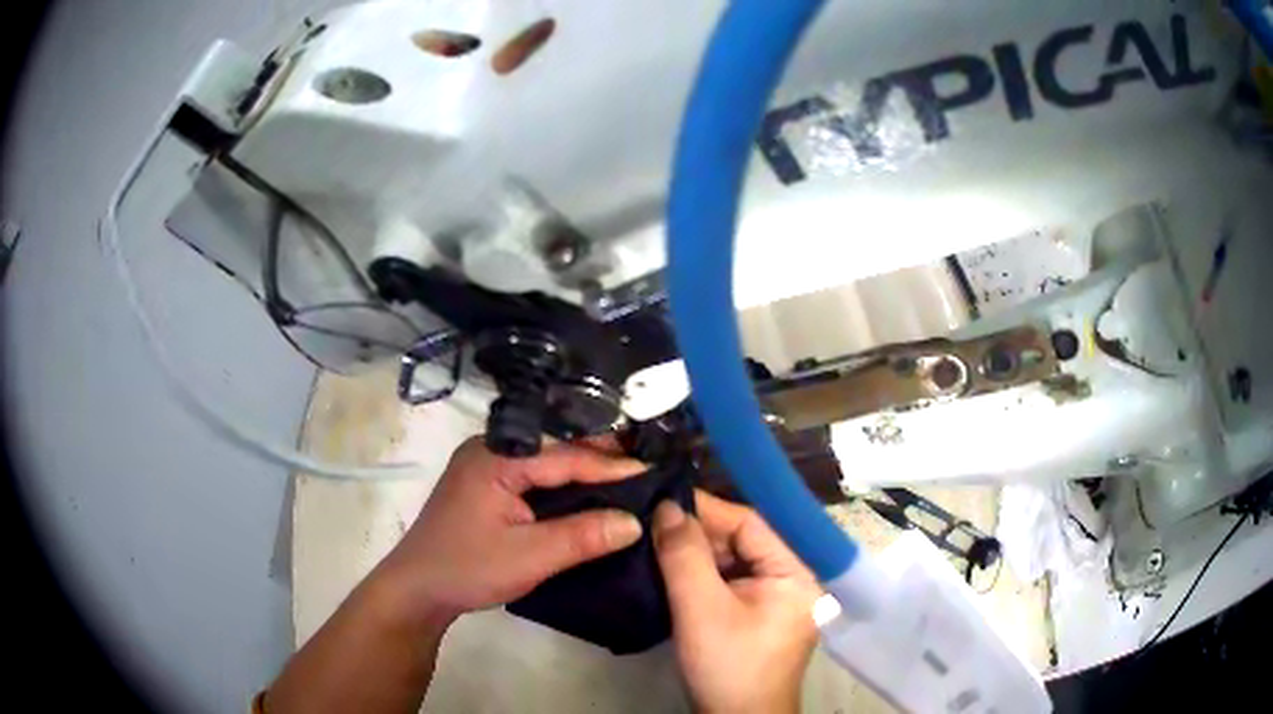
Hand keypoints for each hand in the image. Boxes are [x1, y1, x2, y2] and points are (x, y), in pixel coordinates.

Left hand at [369, 436, 646, 625]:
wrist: (417, 590)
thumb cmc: (468, 569)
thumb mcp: (529, 556)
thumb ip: (582, 537)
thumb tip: (635, 522)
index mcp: (495, 456)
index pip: (564, 457)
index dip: (609, 466)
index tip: (651, 471)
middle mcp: (489, 450)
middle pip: (553, 452)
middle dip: (597, 459)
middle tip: (644, 467)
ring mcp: (484, 467)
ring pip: (543, 464)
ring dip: (579, 474)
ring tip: (624, 480)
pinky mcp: (484, 487)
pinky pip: (530, 478)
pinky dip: (560, 487)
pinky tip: (584, 498)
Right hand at [654, 492, 821, 713]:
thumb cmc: (727, 666)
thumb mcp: (701, 609)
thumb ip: (684, 554)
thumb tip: (667, 505)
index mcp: (796, 571)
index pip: (752, 522)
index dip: (707, 508)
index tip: (663, 496)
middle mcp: (793, 579)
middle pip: (743, 540)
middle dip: (698, 533)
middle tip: (650, 521)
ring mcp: (775, 599)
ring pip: (732, 561)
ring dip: (695, 554)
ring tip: (653, 540)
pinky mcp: (757, 616)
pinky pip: (729, 582)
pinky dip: (700, 576)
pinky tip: (670, 570)